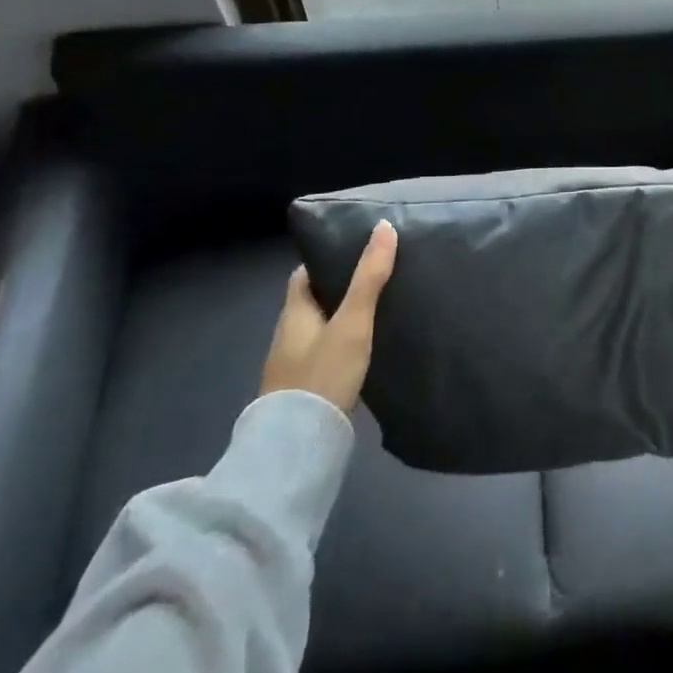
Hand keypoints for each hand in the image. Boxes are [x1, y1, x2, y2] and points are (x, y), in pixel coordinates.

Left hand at [260, 220, 396, 410]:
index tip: (357, 250)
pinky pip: (326, 354)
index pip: (304, 274)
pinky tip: (367, 348)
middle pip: (314, 301)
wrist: (299, 447)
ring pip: (321, 329)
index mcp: (293, 313)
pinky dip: (343, 344)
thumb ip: (369, 277)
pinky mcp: (307, 390)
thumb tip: (384, 225)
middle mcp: (288, 335)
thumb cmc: (323, 373)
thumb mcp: (352, 321)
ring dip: (343, 318)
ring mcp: (294, 366)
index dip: (327, 259)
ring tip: (380, 307)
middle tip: (378, 275)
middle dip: (341, 288)